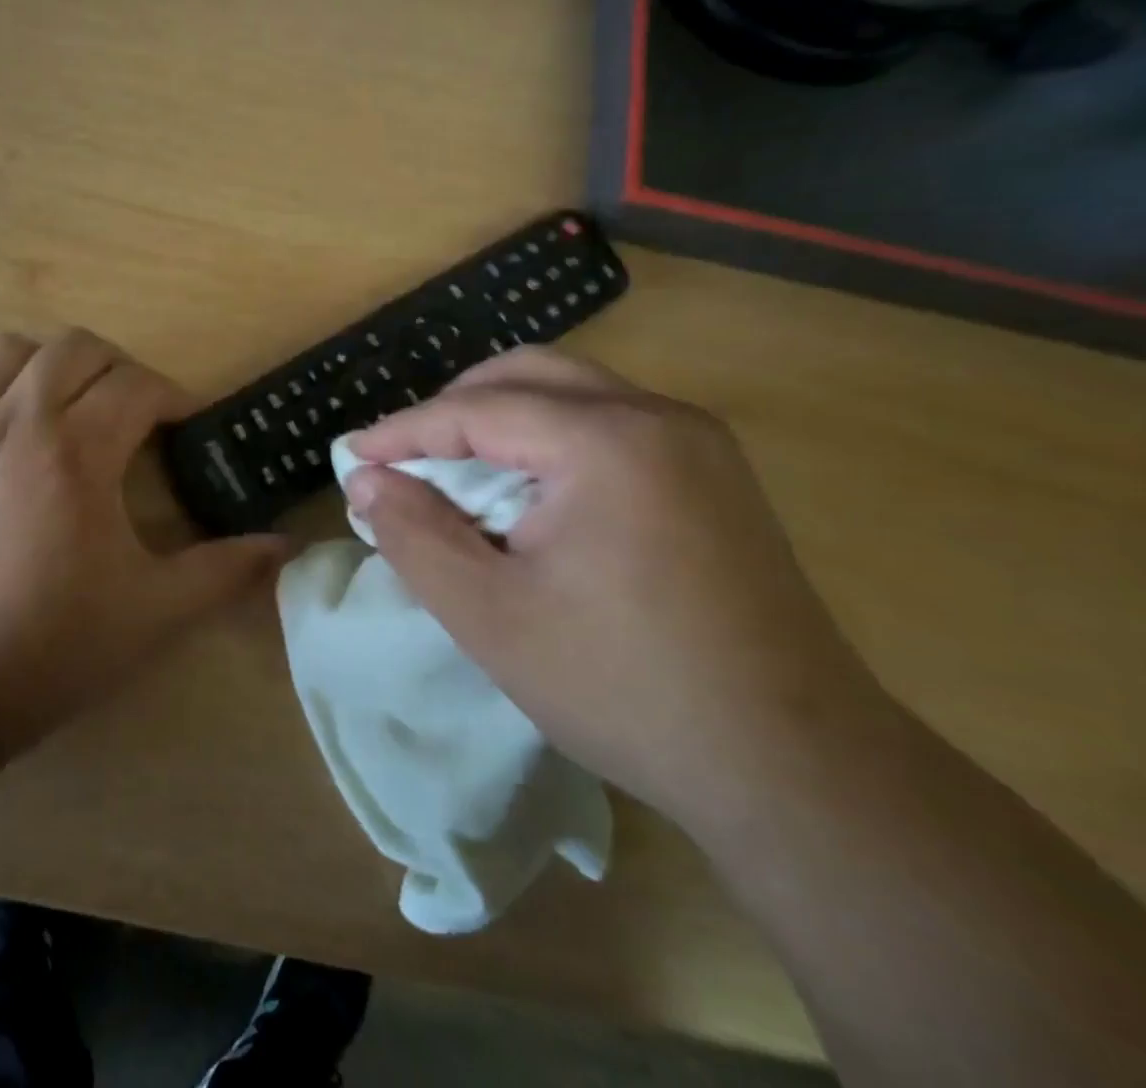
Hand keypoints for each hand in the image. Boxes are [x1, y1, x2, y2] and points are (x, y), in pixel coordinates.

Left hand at [0, 330, 282, 761]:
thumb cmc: (52, 647)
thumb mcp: (154, 613)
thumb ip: (224, 571)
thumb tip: (285, 547)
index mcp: (78, 453)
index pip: (136, 385)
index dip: (173, 396)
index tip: (185, 426)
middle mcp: (17, 423)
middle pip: (74, 349)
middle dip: (118, 368)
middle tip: (133, 412)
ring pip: (4, 350)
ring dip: (46, 363)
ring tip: (64, 403)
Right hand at [343, 348, 882, 827]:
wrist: (796, 771)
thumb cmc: (623, 688)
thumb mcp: (488, 615)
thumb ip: (413, 534)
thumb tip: (367, 480)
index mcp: (606, 442)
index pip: (476, 409)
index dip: (403, 430)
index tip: (349, 456)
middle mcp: (658, 418)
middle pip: (528, 375)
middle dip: (453, 407)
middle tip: (405, 456)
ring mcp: (697, 443)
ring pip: (572, 392)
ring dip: (501, 418)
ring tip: (456, 473)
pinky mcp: (713, 475)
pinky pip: (610, 423)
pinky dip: (549, 439)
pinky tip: (527, 492)